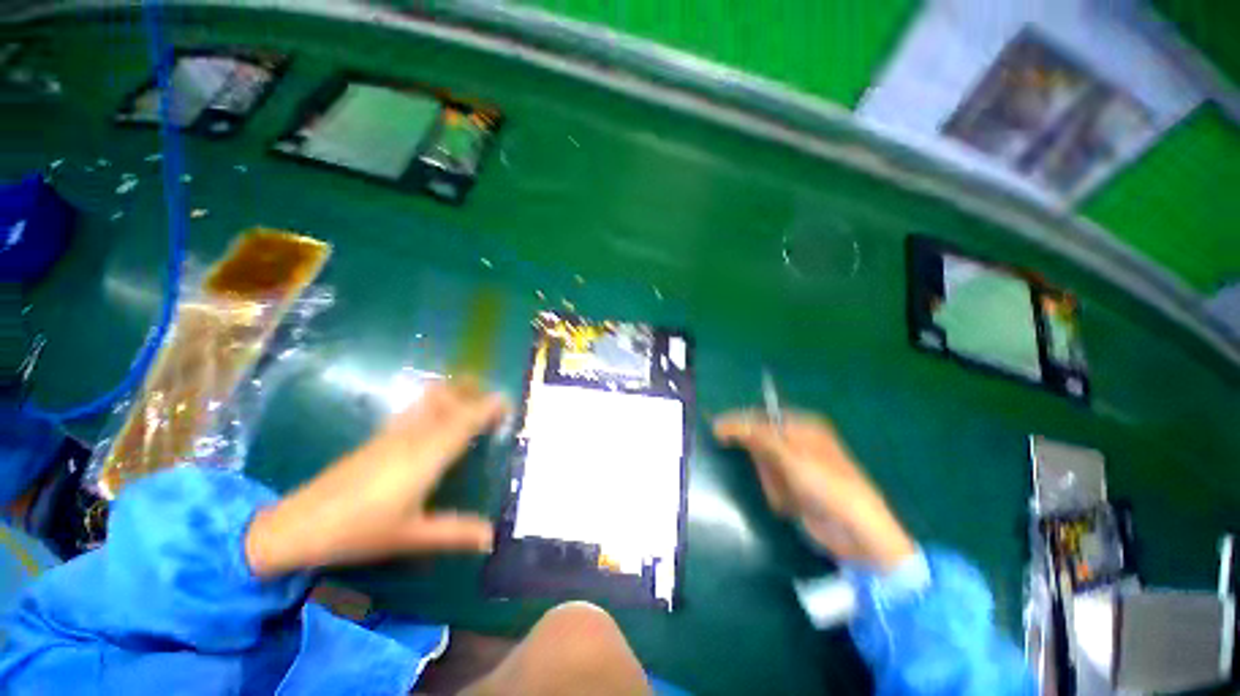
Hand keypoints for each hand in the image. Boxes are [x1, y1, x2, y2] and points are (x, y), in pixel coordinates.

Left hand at [246, 380, 507, 577]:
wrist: (298, 525)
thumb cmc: (359, 530)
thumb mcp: (412, 536)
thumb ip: (455, 533)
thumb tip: (492, 537)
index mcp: (428, 455)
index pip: (466, 419)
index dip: (488, 407)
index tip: (508, 403)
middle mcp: (414, 435)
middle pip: (449, 399)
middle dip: (474, 391)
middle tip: (494, 400)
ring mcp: (394, 432)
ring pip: (430, 398)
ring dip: (454, 392)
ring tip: (471, 398)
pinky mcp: (379, 437)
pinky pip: (416, 408)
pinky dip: (435, 401)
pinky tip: (437, 413)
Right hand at [713, 410, 915, 571]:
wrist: (857, 532)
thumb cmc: (825, 484)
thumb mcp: (788, 455)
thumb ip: (755, 435)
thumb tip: (721, 423)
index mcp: (802, 424)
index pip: (759, 416)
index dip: (738, 423)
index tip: (717, 432)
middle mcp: (798, 441)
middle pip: (760, 442)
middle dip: (762, 464)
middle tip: (777, 479)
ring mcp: (797, 465)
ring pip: (763, 466)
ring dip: (771, 483)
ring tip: (788, 497)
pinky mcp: (796, 486)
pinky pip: (772, 484)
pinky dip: (776, 495)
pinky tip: (791, 506)